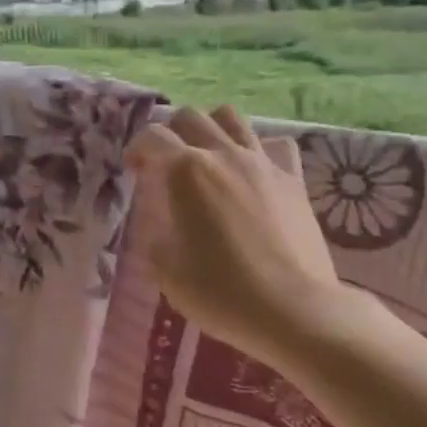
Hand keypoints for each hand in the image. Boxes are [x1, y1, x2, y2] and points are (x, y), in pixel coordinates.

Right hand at [126, 106, 346, 369]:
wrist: (292, 310)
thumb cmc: (219, 292)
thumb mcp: (165, 268)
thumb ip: (156, 232)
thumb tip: (162, 220)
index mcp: (186, 171)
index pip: (152, 137)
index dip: (137, 148)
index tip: (133, 170)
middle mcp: (223, 155)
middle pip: (191, 117)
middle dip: (171, 132)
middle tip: (166, 162)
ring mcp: (262, 163)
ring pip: (231, 118)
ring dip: (211, 129)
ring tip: (206, 156)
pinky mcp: (293, 180)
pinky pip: (274, 145)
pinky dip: (256, 149)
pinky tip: (251, 173)